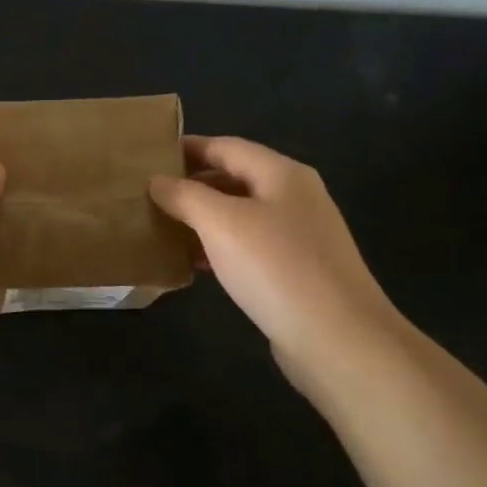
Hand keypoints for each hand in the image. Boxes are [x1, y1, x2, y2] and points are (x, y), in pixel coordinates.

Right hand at [149, 137, 406, 391]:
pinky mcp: (298, 271)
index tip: (148, 157)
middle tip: (149, 194)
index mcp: (282, 174)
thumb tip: (157, 181)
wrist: (338, 340)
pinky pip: (250, 247)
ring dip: (203, 218)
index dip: (186, 148)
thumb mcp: (220, 223)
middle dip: (192, 184)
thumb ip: (185, 196)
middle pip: (235, 178)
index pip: (226, 146)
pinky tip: (195, 264)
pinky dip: (220, 248)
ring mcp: (300, 236)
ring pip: (241, 215)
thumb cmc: (275, 268)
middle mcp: (295, 197)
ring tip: (163, 227)